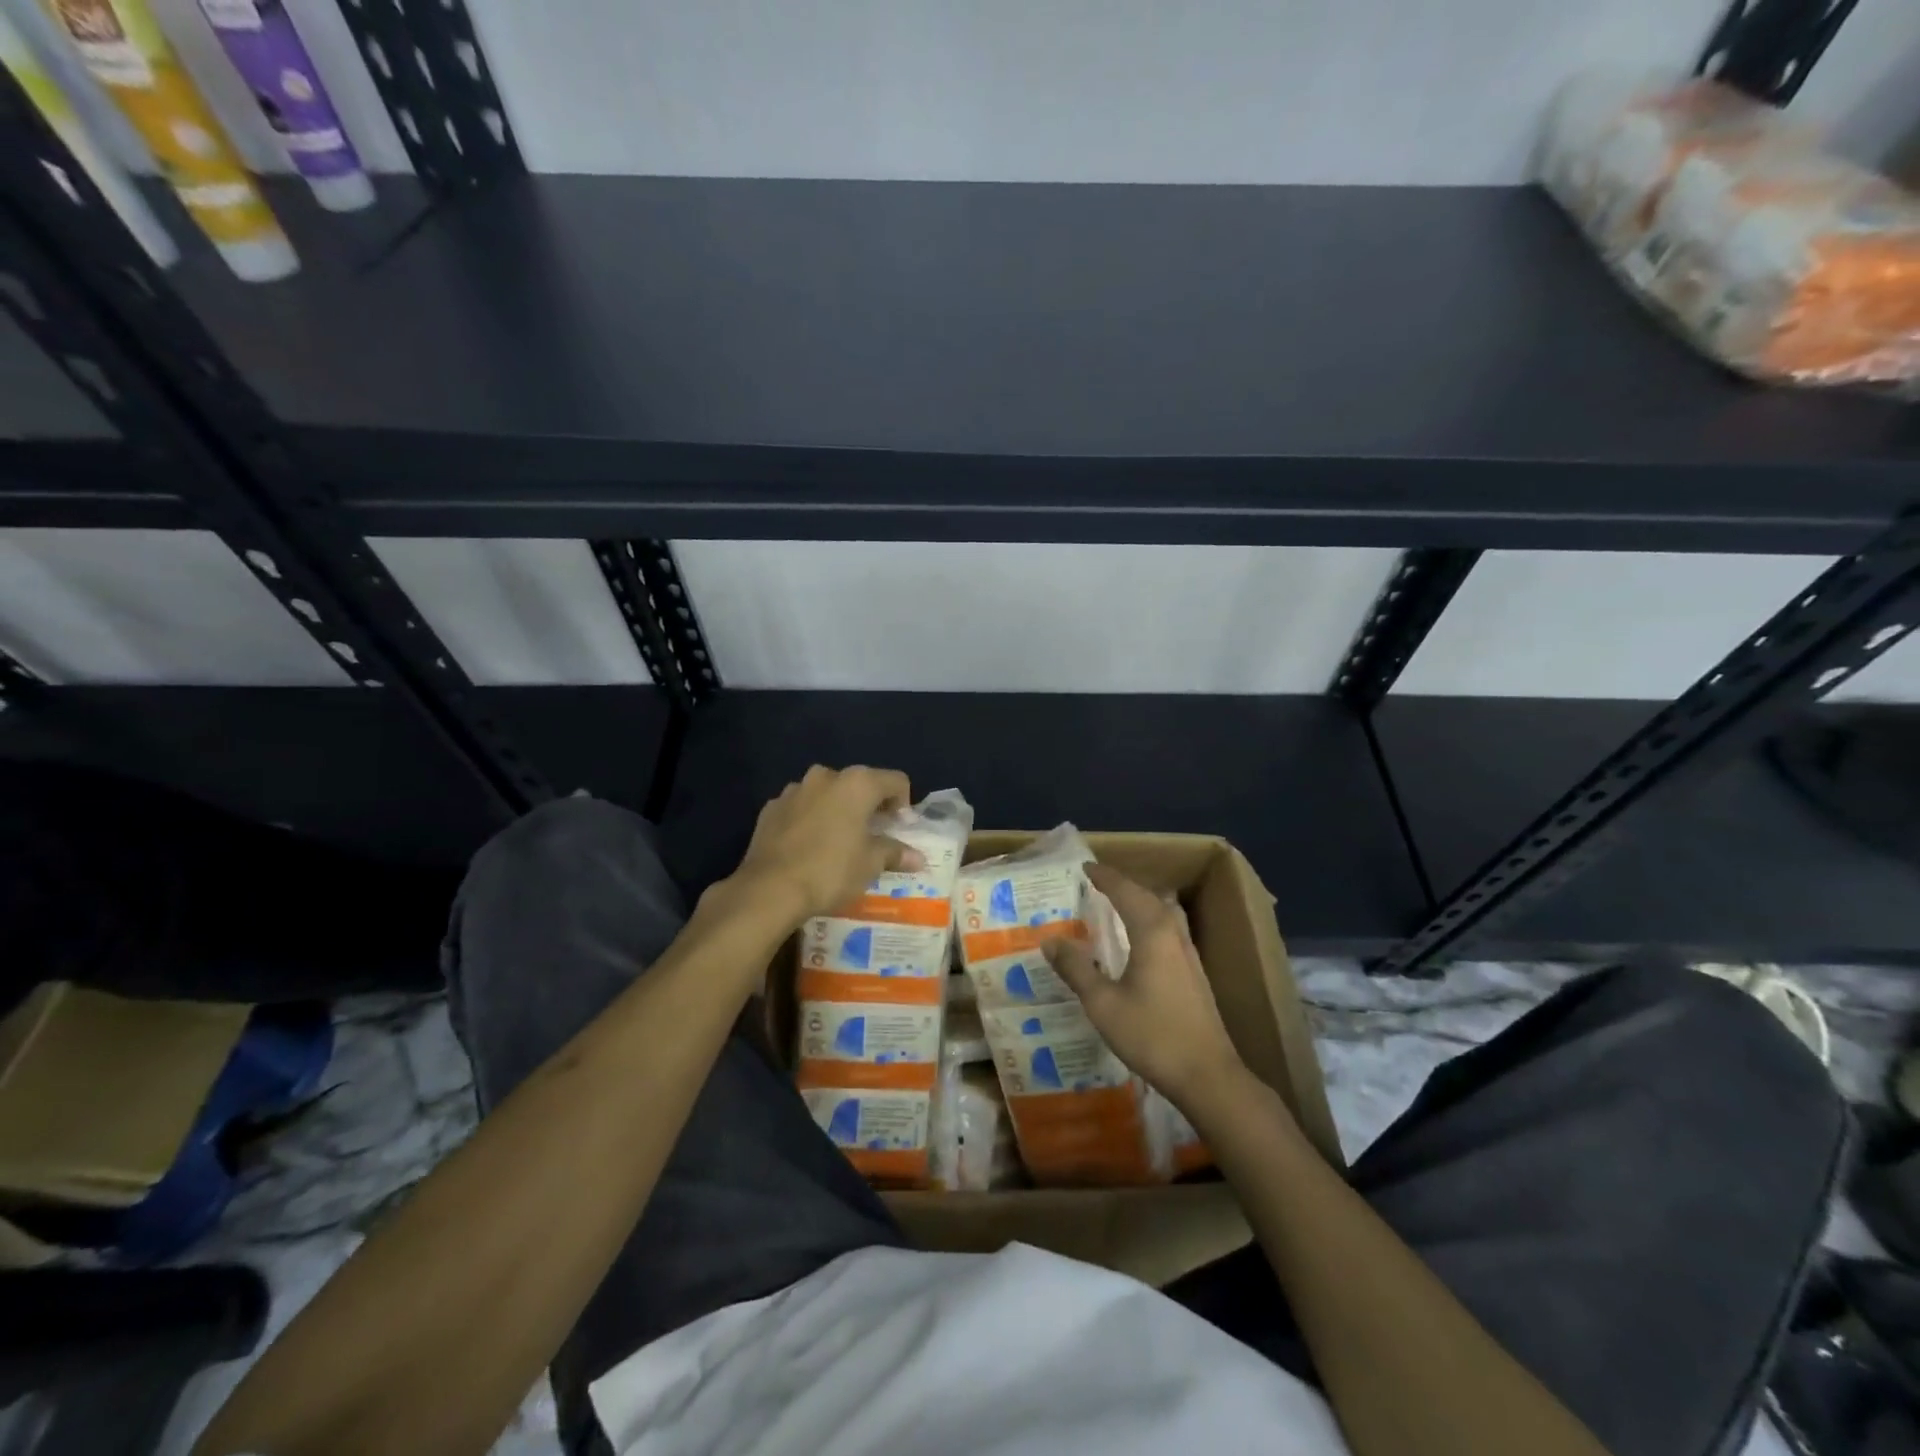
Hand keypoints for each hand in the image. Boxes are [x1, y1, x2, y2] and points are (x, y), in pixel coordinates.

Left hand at [727, 765, 922, 926]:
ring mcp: (794, 790)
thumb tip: (918, 858)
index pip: (895, 780)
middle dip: (869, 806)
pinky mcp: (771, 807)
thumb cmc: (830, 871)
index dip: (903, 803)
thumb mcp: (870, 864)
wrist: (769, 889)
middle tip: (873, 835)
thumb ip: (895, 853)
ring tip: (839, 841)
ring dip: (838, 810)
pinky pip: (801, 807)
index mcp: (857, 784)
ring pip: (827, 793)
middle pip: (860, 784)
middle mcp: (826, 776)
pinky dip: (811, 819)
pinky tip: (809, 846)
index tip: (899, 828)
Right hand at [1045, 863, 1246, 1109]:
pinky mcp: (1194, 973)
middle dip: (1122, 885)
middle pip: (1147, 896)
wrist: (1207, 1075)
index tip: (1084, 867)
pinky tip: (1139, 939)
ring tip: (1116, 904)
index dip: (1104, 877)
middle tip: (1096, 882)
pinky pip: (1168, 929)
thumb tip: (1050, 940)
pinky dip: (1149, 920)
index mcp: (1152, 931)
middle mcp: (1173, 933)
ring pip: (1163, 912)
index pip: (1125, 891)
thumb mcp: (1103, 1004)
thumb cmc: (1152, 1035)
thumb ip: (1076, 969)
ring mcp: (1188, 953)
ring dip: (1139, 901)